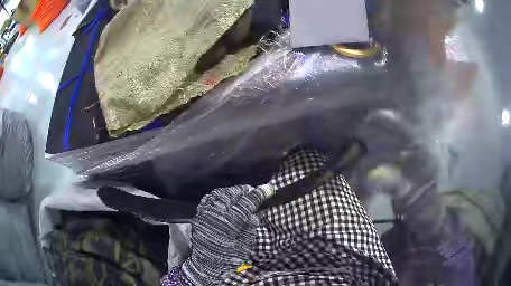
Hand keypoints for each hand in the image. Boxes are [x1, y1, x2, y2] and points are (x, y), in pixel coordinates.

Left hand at [180, 185, 271, 284]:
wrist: (205, 266)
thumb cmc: (227, 259)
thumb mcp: (244, 246)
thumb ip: (249, 228)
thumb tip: (253, 214)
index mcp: (230, 222)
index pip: (246, 203)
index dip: (259, 194)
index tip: (268, 188)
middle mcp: (216, 214)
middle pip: (230, 194)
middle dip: (243, 190)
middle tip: (252, 190)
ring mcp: (205, 214)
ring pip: (217, 194)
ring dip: (230, 191)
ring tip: (238, 193)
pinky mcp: (198, 216)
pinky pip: (207, 200)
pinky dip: (217, 196)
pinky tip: (222, 198)